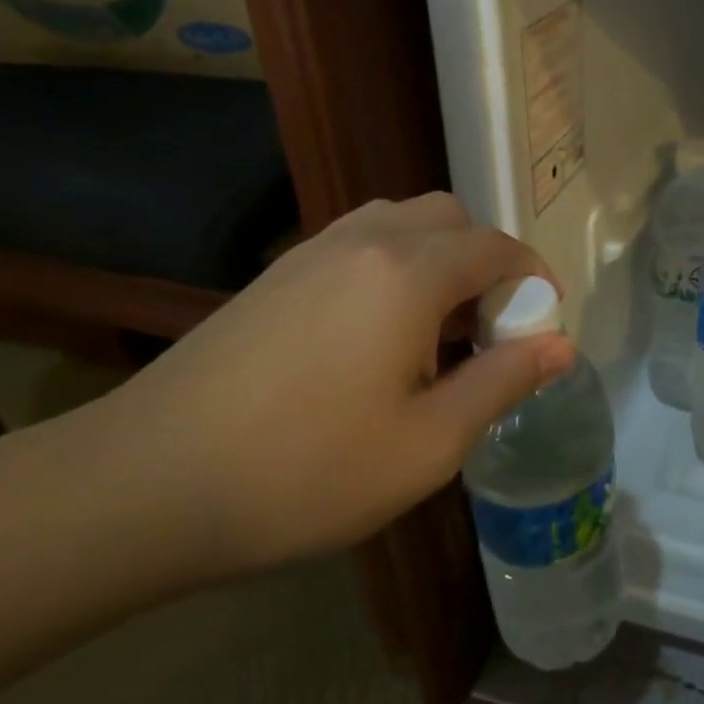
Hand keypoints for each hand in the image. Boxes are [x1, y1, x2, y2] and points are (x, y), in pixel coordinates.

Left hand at [92, 193, 576, 569]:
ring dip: (440, 258)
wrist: (141, 485)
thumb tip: (562, 345)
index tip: (543, 325)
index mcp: (409, 273)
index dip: (534, 278)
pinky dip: (395, 265)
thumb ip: (503, 382)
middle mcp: (366, 241)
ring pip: (403, 222)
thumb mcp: (428, 444)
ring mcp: (313, 252)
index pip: (497, 247)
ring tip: (436, 329)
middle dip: (487, 262)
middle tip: (488, 329)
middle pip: (452, 218)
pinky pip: (361, 242)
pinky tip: (376, 333)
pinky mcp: (277, 274)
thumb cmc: (303, 471)